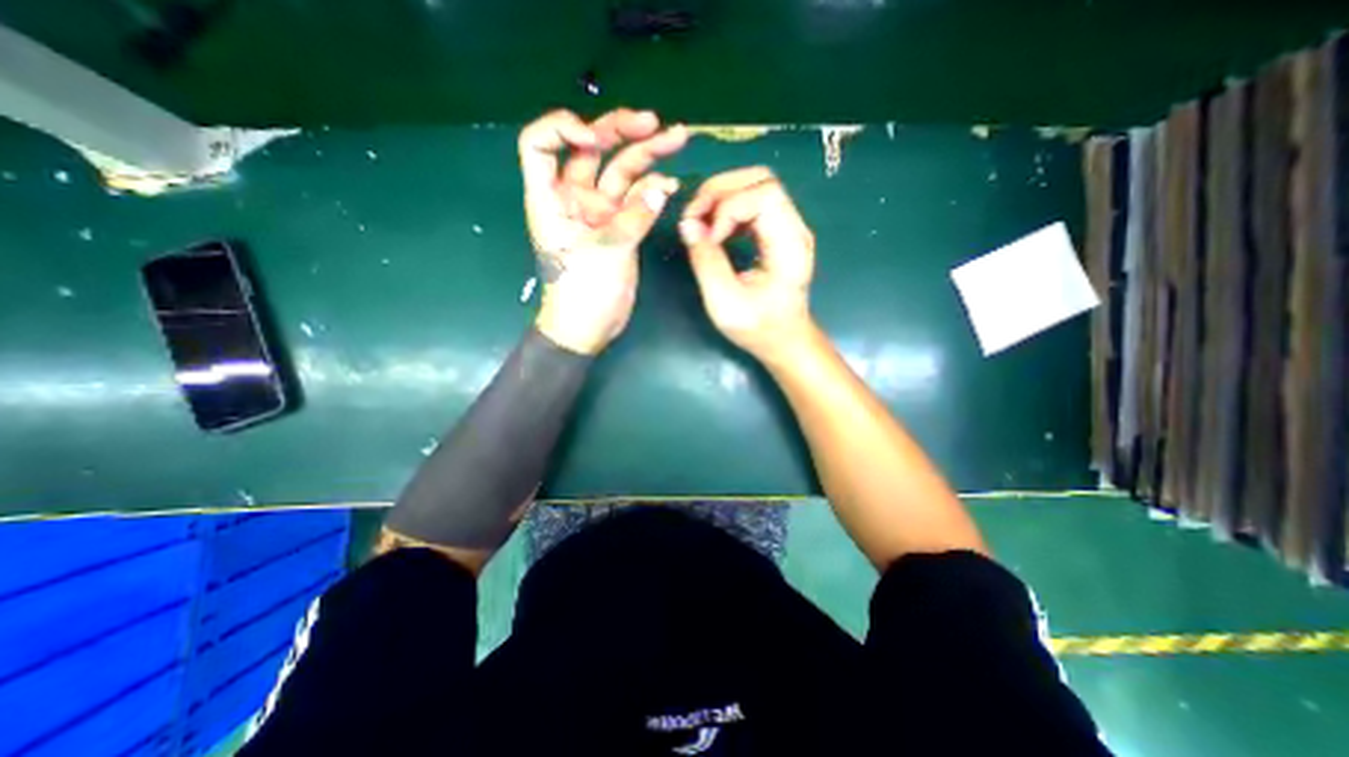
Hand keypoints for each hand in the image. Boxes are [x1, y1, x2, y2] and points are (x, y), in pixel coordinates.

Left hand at [516, 108, 686, 353]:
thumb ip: (634, 218)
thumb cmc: (582, 293)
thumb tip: (662, 187)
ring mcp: (599, 212)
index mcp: (551, 199)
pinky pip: (637, 200)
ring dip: (647, 155)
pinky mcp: (620, 227)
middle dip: (621, 131)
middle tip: (655, 123)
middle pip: (592, 149)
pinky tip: (671, 186)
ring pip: (620, 172)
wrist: (589, 328)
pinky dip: (653, 190)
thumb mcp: (606, 253)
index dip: (563, 128)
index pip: (540, 144)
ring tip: (677, 139)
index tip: (595, 138)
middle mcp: (574, 198)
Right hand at [681, 165, 815, 361]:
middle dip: (721, 191)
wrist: (784, 340)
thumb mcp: (725, 303)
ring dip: (722, 197)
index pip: (765, 193)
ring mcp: (788, 227)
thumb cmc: (758, 328)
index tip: (709, 237)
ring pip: (756, 185)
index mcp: (789, 245)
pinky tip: (715, 229)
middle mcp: (795, 228)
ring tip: (700, 222)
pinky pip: (753, 202)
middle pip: (762, 180)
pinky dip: (728, 208)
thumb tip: (687, 224)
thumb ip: (706, 262)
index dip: (729, 206)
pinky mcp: (777, 232)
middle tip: (695, 217)